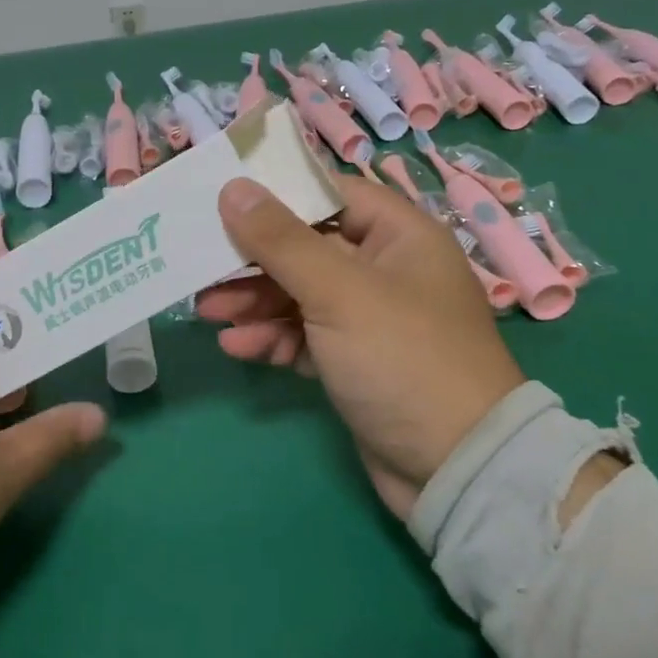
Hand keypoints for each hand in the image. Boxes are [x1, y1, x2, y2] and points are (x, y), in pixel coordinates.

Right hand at [199, 175, 524, 517]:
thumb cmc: (402, 357)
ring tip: (207, 311)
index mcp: (399, 236)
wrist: (456, 469)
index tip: (224, 198)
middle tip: (202, 265)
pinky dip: (273, 338)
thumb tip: (234, 188)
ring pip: (301, 294)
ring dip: (255, 301)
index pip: (330, 194)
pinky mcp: (355, 361)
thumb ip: (281, 239)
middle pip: (307, 247)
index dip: (278, 194)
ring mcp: (370, 318)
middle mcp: (385, 269)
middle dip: (255, 260)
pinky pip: (305, 336)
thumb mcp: (338, 292)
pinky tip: (237, 346)